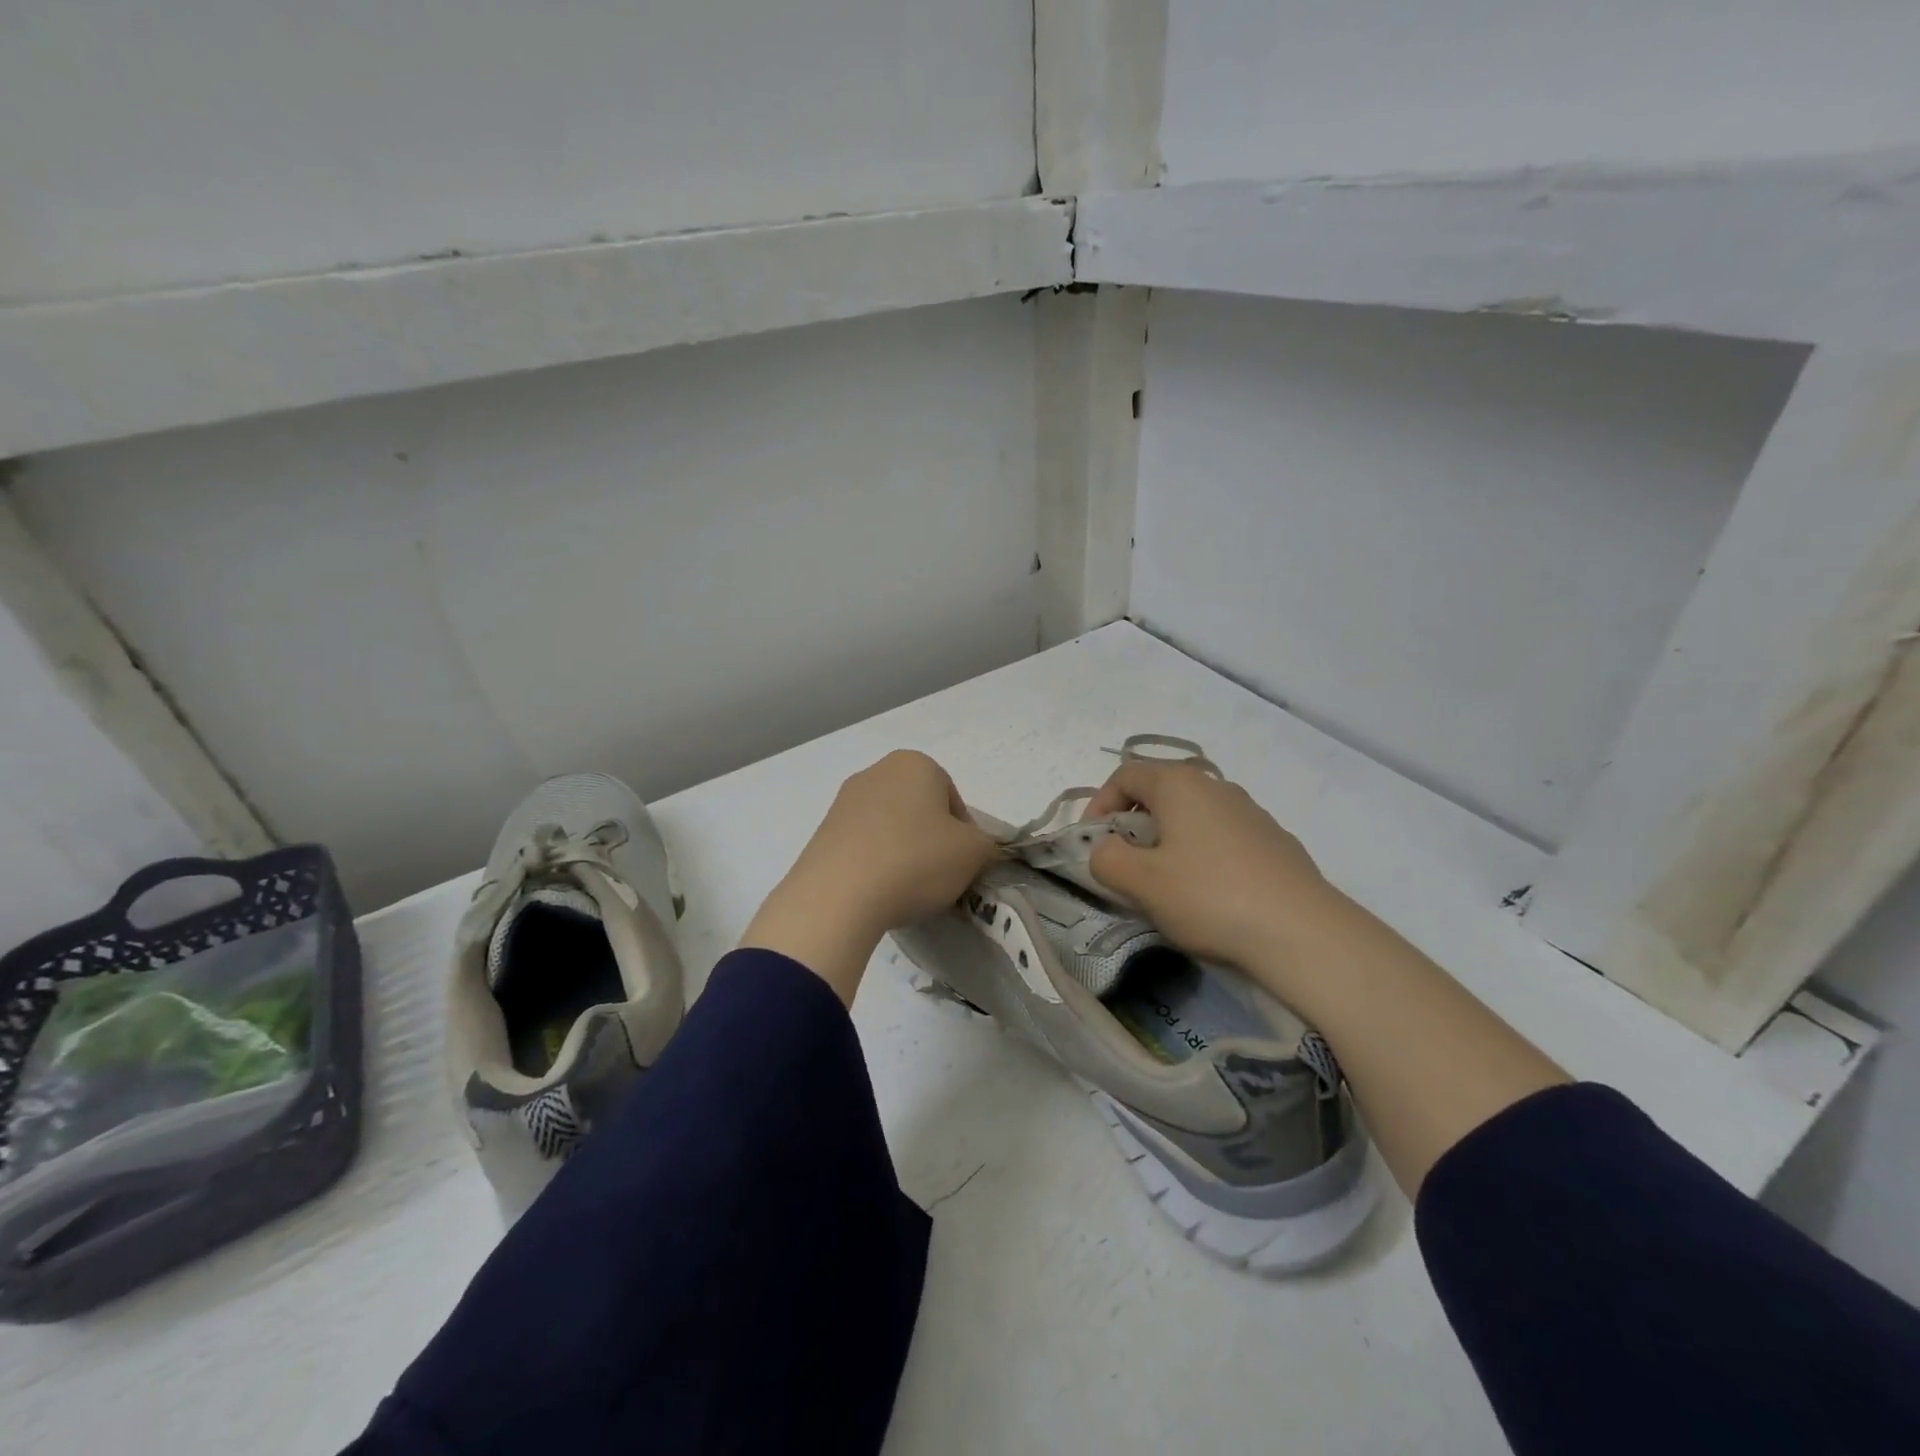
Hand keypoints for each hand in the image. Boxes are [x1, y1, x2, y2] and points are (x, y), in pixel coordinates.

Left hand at [741, 751, 997, 1002]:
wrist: (838, 895)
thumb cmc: (915, 860)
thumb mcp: (973, 854)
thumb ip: (988, 846)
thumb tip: (979, 850)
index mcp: (915, 764)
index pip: (954, 799)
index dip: (964, 835)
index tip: (961, 864)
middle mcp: (876, 772)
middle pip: (920, 810)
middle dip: (932, 841)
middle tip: (937, 877)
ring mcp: (844, 801)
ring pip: (890, 828)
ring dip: (902, 852)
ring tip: (906, 889)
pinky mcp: (822, 832)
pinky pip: (863, 846)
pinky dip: (875, 864)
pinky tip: (877, 891)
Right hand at [1085, 759, 1341, 976]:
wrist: (1302, 932)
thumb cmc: (1209, 896)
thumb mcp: (1140, 882)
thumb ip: (1106, 859)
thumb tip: (1105, 850)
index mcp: (1179, 784)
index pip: (1125, 775)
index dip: (1098, 805)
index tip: (1091, 844)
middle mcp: (1216, 786)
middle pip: (1159, 791)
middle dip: (1132, 824)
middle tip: (1124, 863)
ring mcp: (1250, 812)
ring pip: (1192, 815)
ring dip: (1167, 840)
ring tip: (1164, 882)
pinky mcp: (1274, 841)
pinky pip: (1221, 837)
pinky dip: (1201, 854)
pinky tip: (1208, 894)